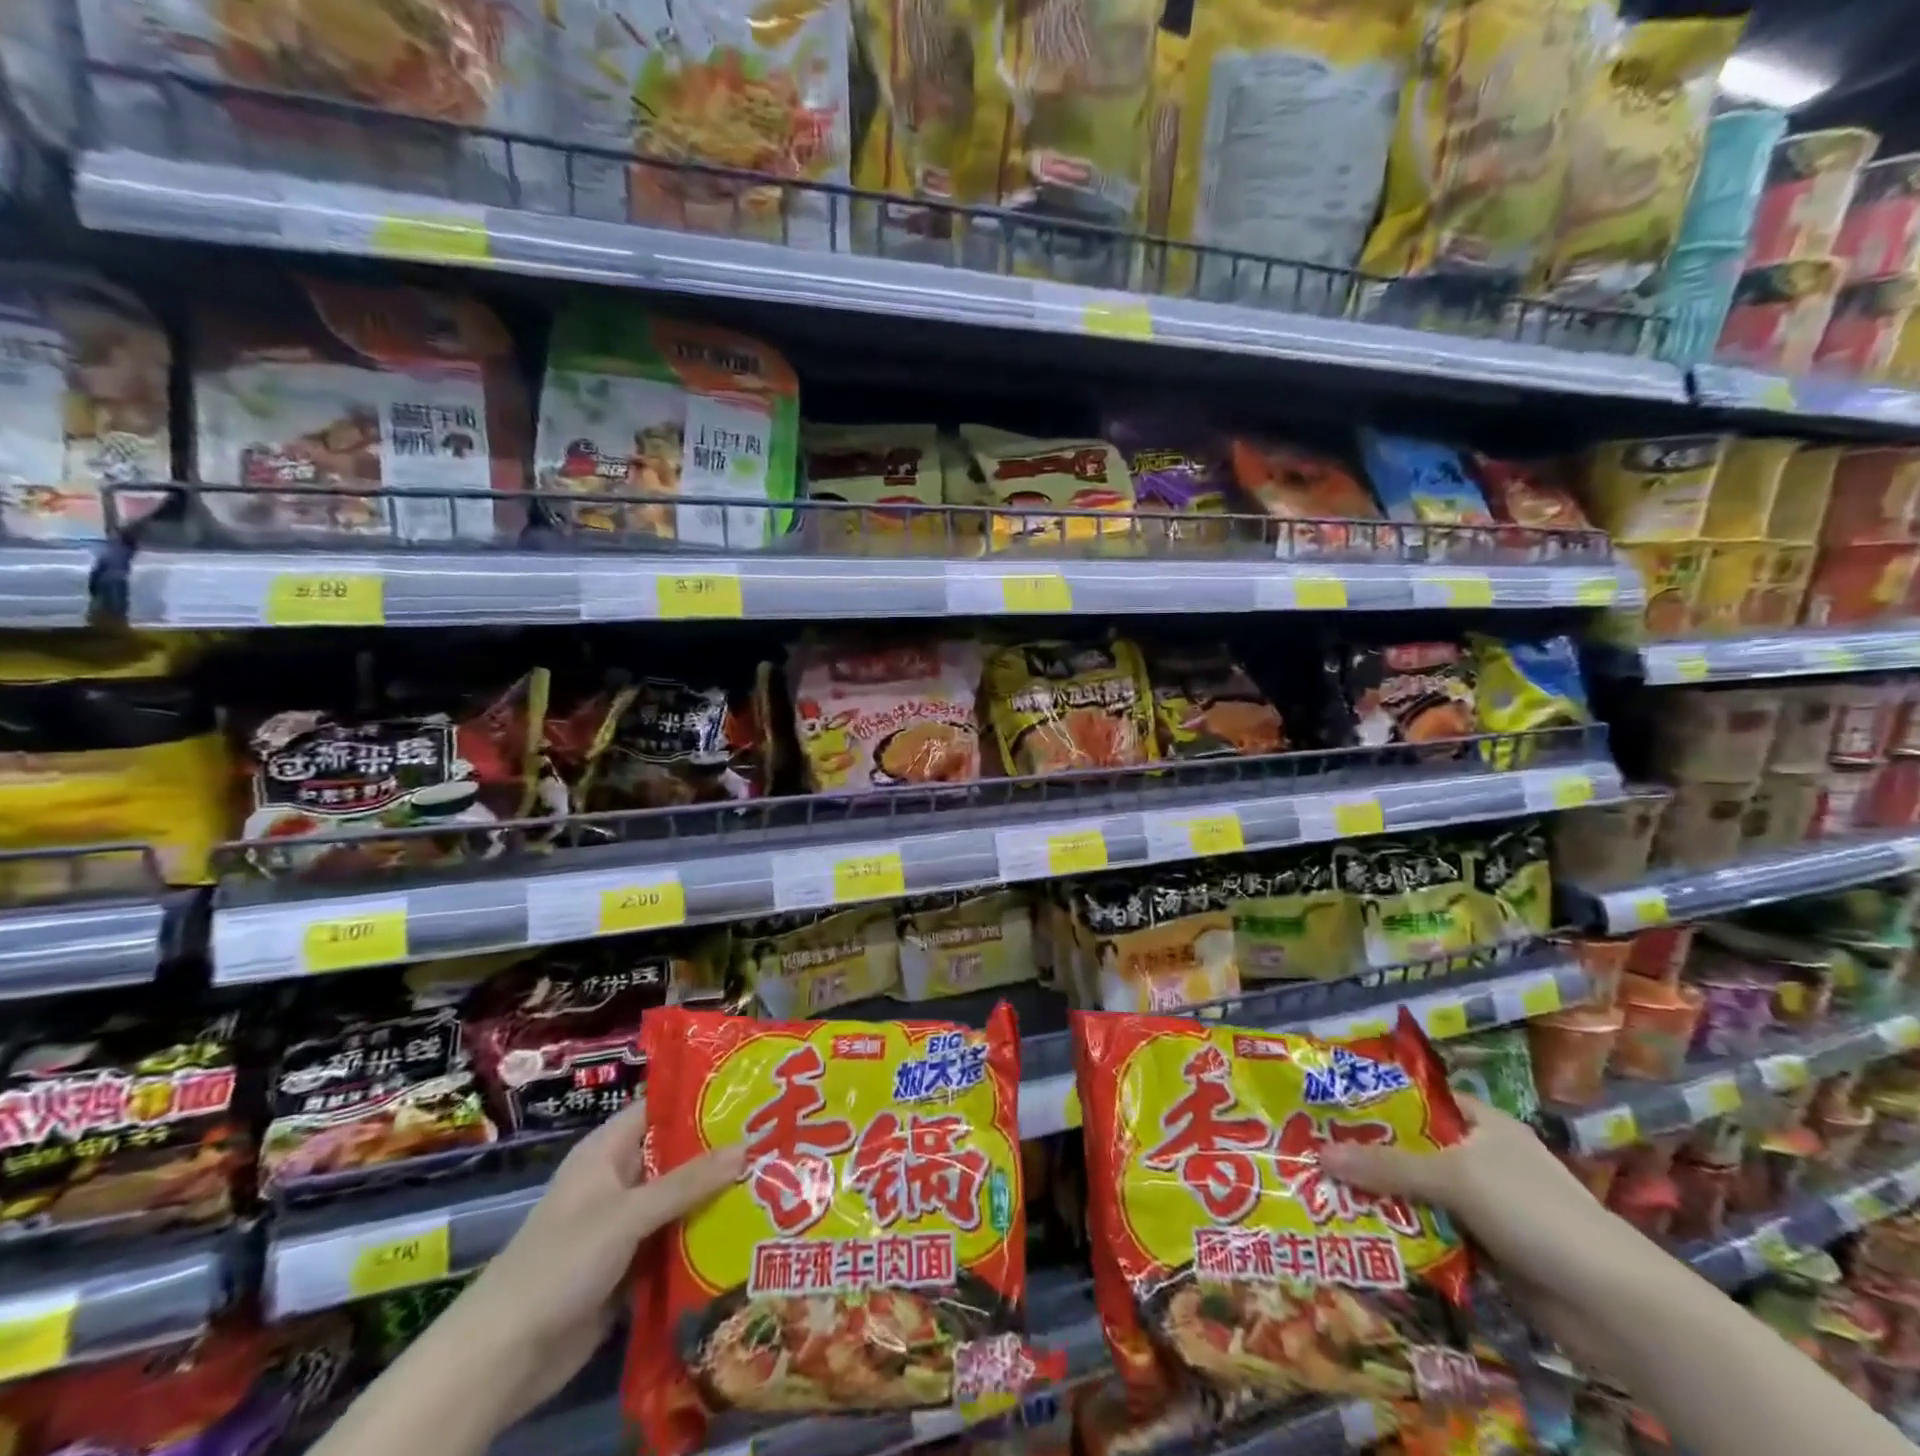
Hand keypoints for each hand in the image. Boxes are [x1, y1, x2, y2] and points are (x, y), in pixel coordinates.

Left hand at [457, 1097, 744, 1417]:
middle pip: (675, 1155)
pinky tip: (744, 1233)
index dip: (701, 1098)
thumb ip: (688, 1182)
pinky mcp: (629, 1266)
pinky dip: (701, 1237)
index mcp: (607, 1151)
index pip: (660, 1108)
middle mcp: (617, 1180)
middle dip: (719, 1151)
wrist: (503, 1357)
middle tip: (773, 1138)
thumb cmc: (561, 1262)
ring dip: (714, 1197)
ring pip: (678, 1200)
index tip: (749, 1093)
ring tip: (772, 1181)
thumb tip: (748, 1147)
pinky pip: (672, 1241)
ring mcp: (623, 1225)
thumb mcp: (628, 1214)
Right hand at [1319, 1094, 1615, 1298]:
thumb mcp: (1453, 1177)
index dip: (1373, 1099)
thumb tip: (1319, 1155)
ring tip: (1324, 1193)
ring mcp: (1485, 1206)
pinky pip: (1432, 1232)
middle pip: (1411, 1148)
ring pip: (1418, 1193)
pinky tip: (1364, 1233)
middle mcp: (1481, 1158)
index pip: (1416, 1099)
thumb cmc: (1534, 1212)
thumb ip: (1386, 1167)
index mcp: (1481, 1123)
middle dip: (1367, 1154)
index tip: (1325, 1105)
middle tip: (1311, 1151)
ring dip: (1381, 1198)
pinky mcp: (1486, 1249)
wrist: (1615, 1306)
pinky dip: (1404, 1234)